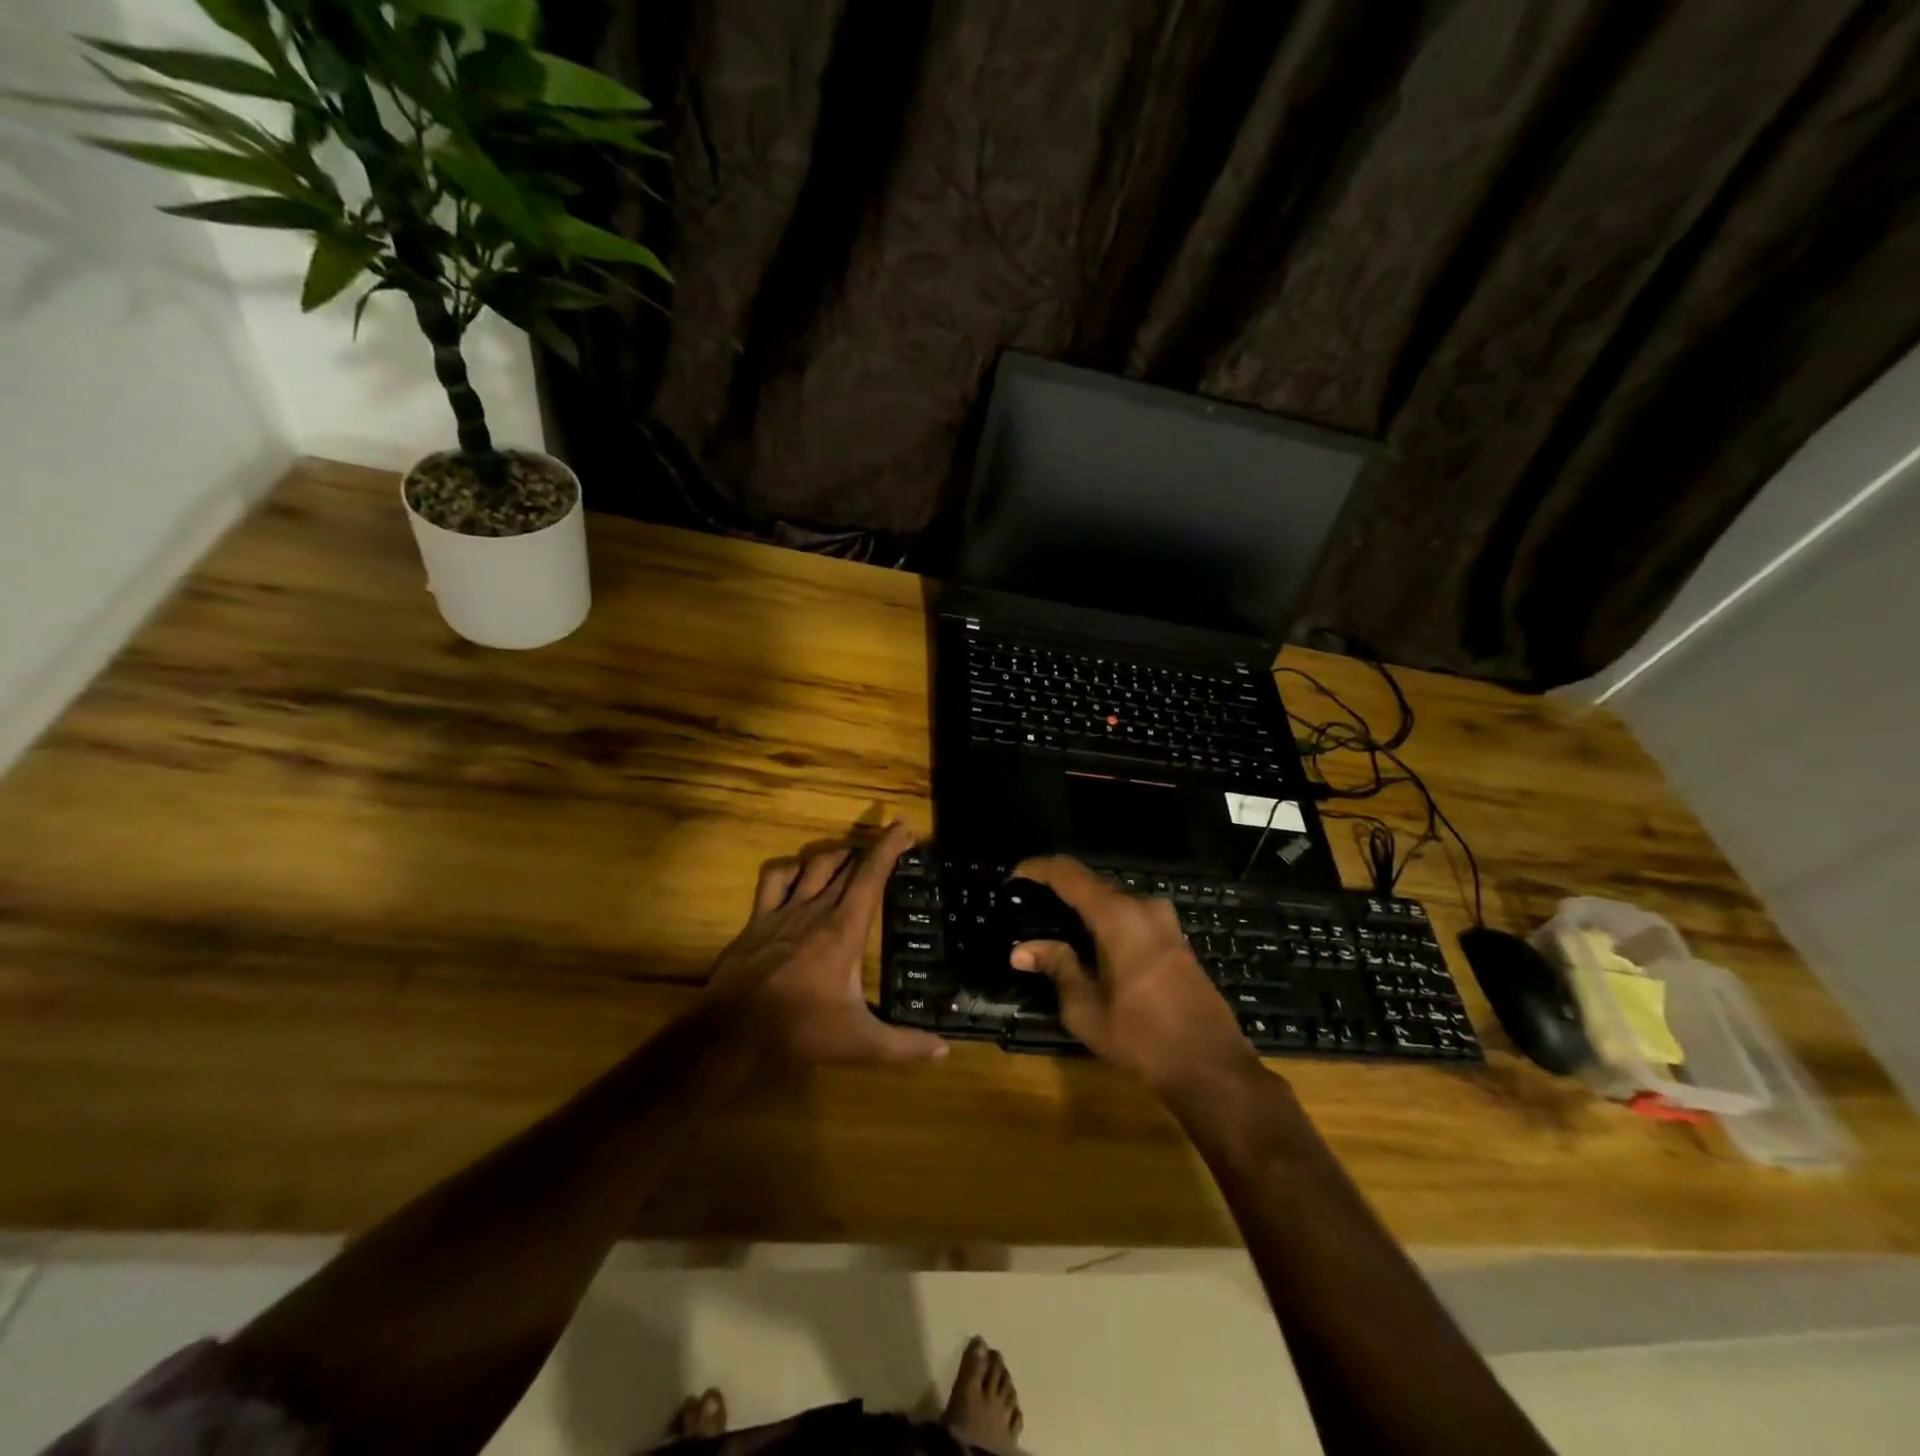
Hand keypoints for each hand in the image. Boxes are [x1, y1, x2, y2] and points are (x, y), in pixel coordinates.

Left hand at [705, 822, 947, 1066]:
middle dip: (870, 850)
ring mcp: (783, 911)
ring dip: (835, 855)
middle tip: (888, 843)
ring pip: (813, 865)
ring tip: (850, 856)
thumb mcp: (859, 1043)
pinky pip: (774, 878)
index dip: (888, 848)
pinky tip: (798, 872)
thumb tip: (944, 1052)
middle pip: (846, 866)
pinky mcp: (757, 919)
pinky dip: (791, 868)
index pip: (871, 877)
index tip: (903, 827)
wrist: (733, 1031)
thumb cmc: (800, 1030)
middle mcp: (816, 910)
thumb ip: (903, 1046)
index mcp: (844, 930)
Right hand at [1009, 856, 1257, 1094]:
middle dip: (1059, 889)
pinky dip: (1105, 919)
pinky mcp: (1175, 938)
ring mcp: (1164, 920)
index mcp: (1117, 916)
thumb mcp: (1086, 1008)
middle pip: (1092, 883)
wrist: (1210, 1065)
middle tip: (1029, 907)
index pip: (1069, 873)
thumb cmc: (1141, 1037)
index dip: (1038, 868)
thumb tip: (1021, 950)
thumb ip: (1056, 967)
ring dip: (1084, 906)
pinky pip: (1131, 914)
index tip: (1014, 877)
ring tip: (1055, 927)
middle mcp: (1143, 906)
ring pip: (1113, 899)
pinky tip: (1090, 943)